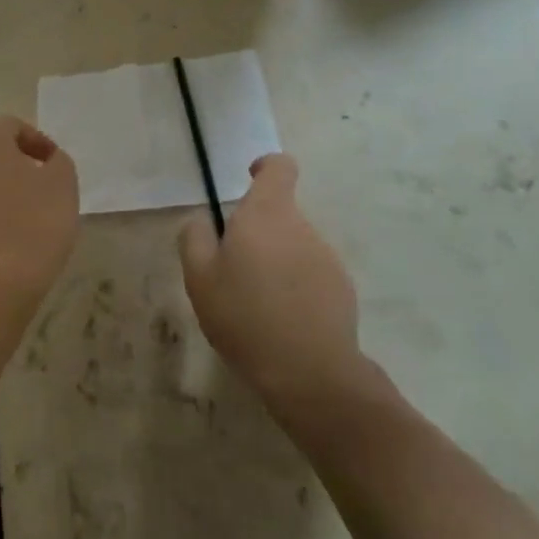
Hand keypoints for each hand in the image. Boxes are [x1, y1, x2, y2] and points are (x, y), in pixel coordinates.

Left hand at [0, 116, 79, 294]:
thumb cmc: (34, 223)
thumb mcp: (63, 184)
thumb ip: (57, 162)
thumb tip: (46, 161)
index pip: (11, 126)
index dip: (37, 142)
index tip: (56, 167)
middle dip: (16, 166)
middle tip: (43, 189)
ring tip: (26, 217)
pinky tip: (7, 240)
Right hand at [178, 154, 374, 414]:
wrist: (309, 372)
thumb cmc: (244, 315)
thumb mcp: (199, 278)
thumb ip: (195, 238)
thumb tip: (203, 220)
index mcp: (267, 214)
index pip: (279, 166)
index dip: (264, 167)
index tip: (248, 180)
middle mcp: (302, 226)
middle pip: (279, 214)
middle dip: (257, 234)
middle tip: (232, 272)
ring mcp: (327, 257)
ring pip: (294, 246)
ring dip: (276, 262)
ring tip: (256, 305)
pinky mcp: (343, 288)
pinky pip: (311, 274)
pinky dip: (295, 287)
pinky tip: (281, 322)